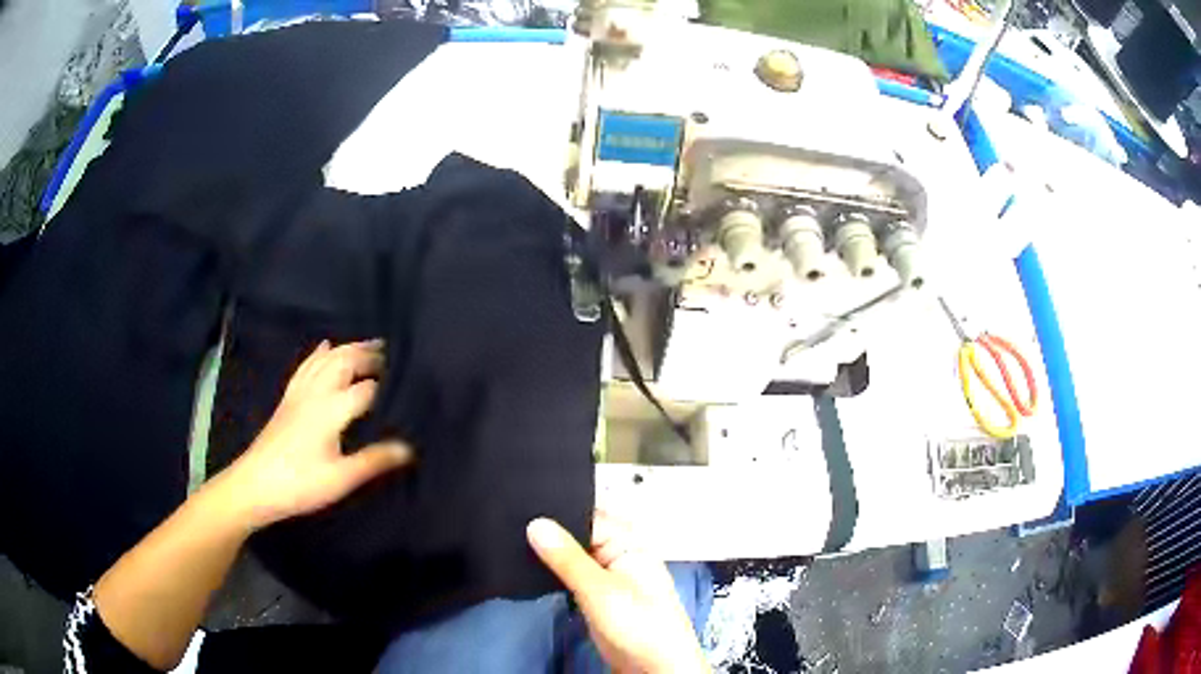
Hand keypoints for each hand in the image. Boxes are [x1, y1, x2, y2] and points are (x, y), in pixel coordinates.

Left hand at [217, 339, 412, 529]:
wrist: (255, 485)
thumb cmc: (300, 484)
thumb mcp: (341, 478)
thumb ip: (374, 460)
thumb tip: (409, 448)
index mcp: (331, 409)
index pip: (366, 387)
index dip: (388, 383)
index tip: (410, 381)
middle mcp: (316, 393)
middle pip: (344, 362)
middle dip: (368, 354)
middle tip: (392, 351)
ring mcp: (299, 394)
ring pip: (325, 360)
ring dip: (348, 348)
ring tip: (368, 344)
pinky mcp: (288, 399)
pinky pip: (306, 366)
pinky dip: (319, 353)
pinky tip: (324, 346)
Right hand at [527, 513, 708, 673]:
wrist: (655, 667)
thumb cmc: (643, 627)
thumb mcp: (600, 590)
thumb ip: (568, 559)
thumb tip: (537, 525)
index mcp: (629, 543)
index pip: (587, 515)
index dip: (556, 512)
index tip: (521, 510)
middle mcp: (619, 556)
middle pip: (578, 535)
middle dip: (551, 534)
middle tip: (514, 530)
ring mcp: (608, 578)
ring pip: (573, 557)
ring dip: (551, 556)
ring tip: (519, 548)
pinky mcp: (598, 598)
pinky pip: (572, 577)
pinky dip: (555, 574)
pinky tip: (536, 573)